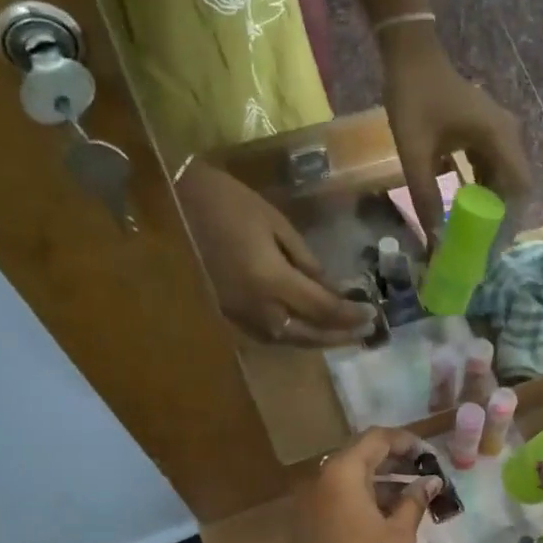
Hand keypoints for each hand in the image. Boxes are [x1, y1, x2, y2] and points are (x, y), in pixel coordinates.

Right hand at [176, 162, 376, 346]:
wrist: (172, 202)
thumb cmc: (229, 202)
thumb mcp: (277, 225)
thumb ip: (307, 262)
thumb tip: (332, 290)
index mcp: (271, 281)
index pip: (322, 308)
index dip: (349, 315)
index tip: (371, 315)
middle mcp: (257, 307)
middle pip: (306, 333)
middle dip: (337, 335)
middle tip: (363, 333)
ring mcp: (238, 315)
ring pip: (286, 339)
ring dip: (316, 340)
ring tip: (340, 334)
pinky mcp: (227, 314)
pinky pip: (267, 334)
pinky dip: (291, 335)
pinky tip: (305, 329)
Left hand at [285, 427, 440, 542]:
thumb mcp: (399, 533)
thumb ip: (414, 500)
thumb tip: (430, 481)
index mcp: (342, 472)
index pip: (376, 438)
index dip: (406, 442)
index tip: (430, 456)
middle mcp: (320, 479)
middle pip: (360, 455)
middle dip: (394, 461)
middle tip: (424, 473)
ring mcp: (309, 502)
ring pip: (349, 478)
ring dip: (380, 481)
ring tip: (412, 495)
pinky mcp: (307, 523)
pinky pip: (338, 498)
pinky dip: (363, 498)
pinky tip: (388, 513)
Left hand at [381, 24, 530, 232]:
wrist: (411, 54)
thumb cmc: (414, 98)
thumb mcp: (414, 152)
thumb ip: (425, 196)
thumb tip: (435, 238)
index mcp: (498, 138)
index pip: (519, 187)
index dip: (509, 219)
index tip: (493, 243)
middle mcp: (508, 135)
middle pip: (514, 185)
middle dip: (499, 216)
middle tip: (481, 244)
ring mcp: (499, 132)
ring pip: (504, 177)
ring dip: (491, 203)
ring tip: (474, 230)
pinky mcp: (487, 132)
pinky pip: (492, 166)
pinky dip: (483, 187)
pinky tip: (466, 205)